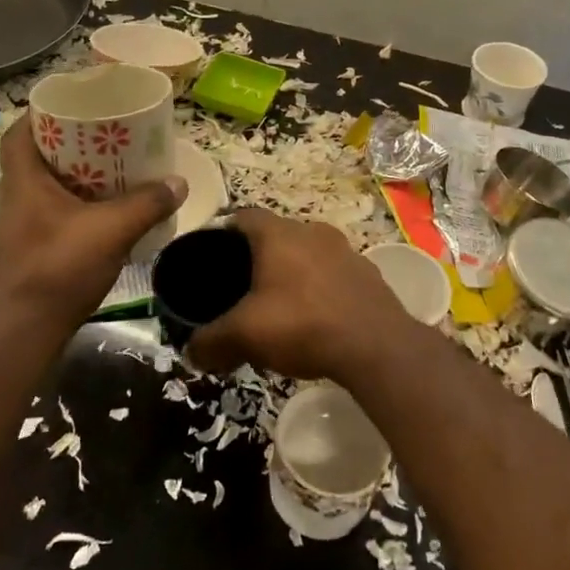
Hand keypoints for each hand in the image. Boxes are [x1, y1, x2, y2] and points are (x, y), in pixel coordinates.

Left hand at [0, 114, 185, 337]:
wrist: (22, 332)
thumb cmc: (58, 269)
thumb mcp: (111, 231)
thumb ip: (146, 204)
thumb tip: (178, 182)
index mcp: (23, 180)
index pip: (20, 130)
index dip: (43, 113)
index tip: (75, 108)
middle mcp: (13, 197)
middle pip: (36, 156)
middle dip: (69, 145)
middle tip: (104, 138)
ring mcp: (15, 226)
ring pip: (43, 187)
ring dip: (72, 178)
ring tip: (109, 173)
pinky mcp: (24, 251)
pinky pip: (49, 213)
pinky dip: (72, 207)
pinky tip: (100, 216)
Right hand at [188, 209, 414, 380]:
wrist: (377, 347)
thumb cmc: (302, 324)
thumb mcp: (245, 335)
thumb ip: (211, 341)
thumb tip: (191, 352)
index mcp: (278, 234)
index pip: (243, 217)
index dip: (224, 234)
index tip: (213, 259)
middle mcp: (312, 231)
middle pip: (276, 236)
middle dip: (258, 259)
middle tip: (242, 290)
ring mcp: (345, 251)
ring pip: (307, 254)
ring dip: (292, 274)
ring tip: (279, 308)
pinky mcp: (368, 275)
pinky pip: (333, 275)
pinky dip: (320, 290)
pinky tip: (315, 320)